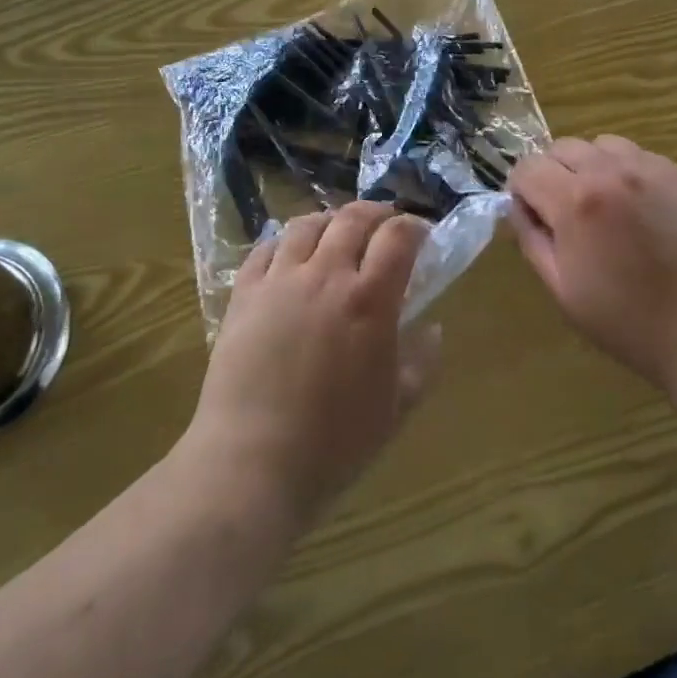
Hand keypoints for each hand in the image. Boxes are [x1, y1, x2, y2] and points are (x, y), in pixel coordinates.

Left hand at [186, 202, 442, 526]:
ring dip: (330, 220)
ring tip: (336, 233)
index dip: (414, 227)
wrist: (251, 464)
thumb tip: (433, 329)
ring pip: (307, 225)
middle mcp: (326, 275)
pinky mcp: (244, 294)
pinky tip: (289, 254)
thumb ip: (422, 362)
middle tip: (384, 226)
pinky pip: (265, 248)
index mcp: (369, 300)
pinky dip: (284, 241)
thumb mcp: (396, 408)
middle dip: (376, 213)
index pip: (398, 236)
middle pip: (353, 218)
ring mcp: (280, 281)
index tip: (421, 236)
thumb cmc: (334, 443)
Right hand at [509, 136, 676, 405]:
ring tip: (603, 208)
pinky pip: (636, 156)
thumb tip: (520, 207)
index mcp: (576, 201)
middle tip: (566, 217)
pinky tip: (638, 210)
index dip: (521, 192)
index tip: (534, 218)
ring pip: (600, 145)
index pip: (527, 167)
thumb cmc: (630, 323)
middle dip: (552, 175)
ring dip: (589, 167)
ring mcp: (650, 168)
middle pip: (561, 148)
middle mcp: (610, 171)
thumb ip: (532, 239)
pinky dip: (624, 172)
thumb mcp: (564, 291)